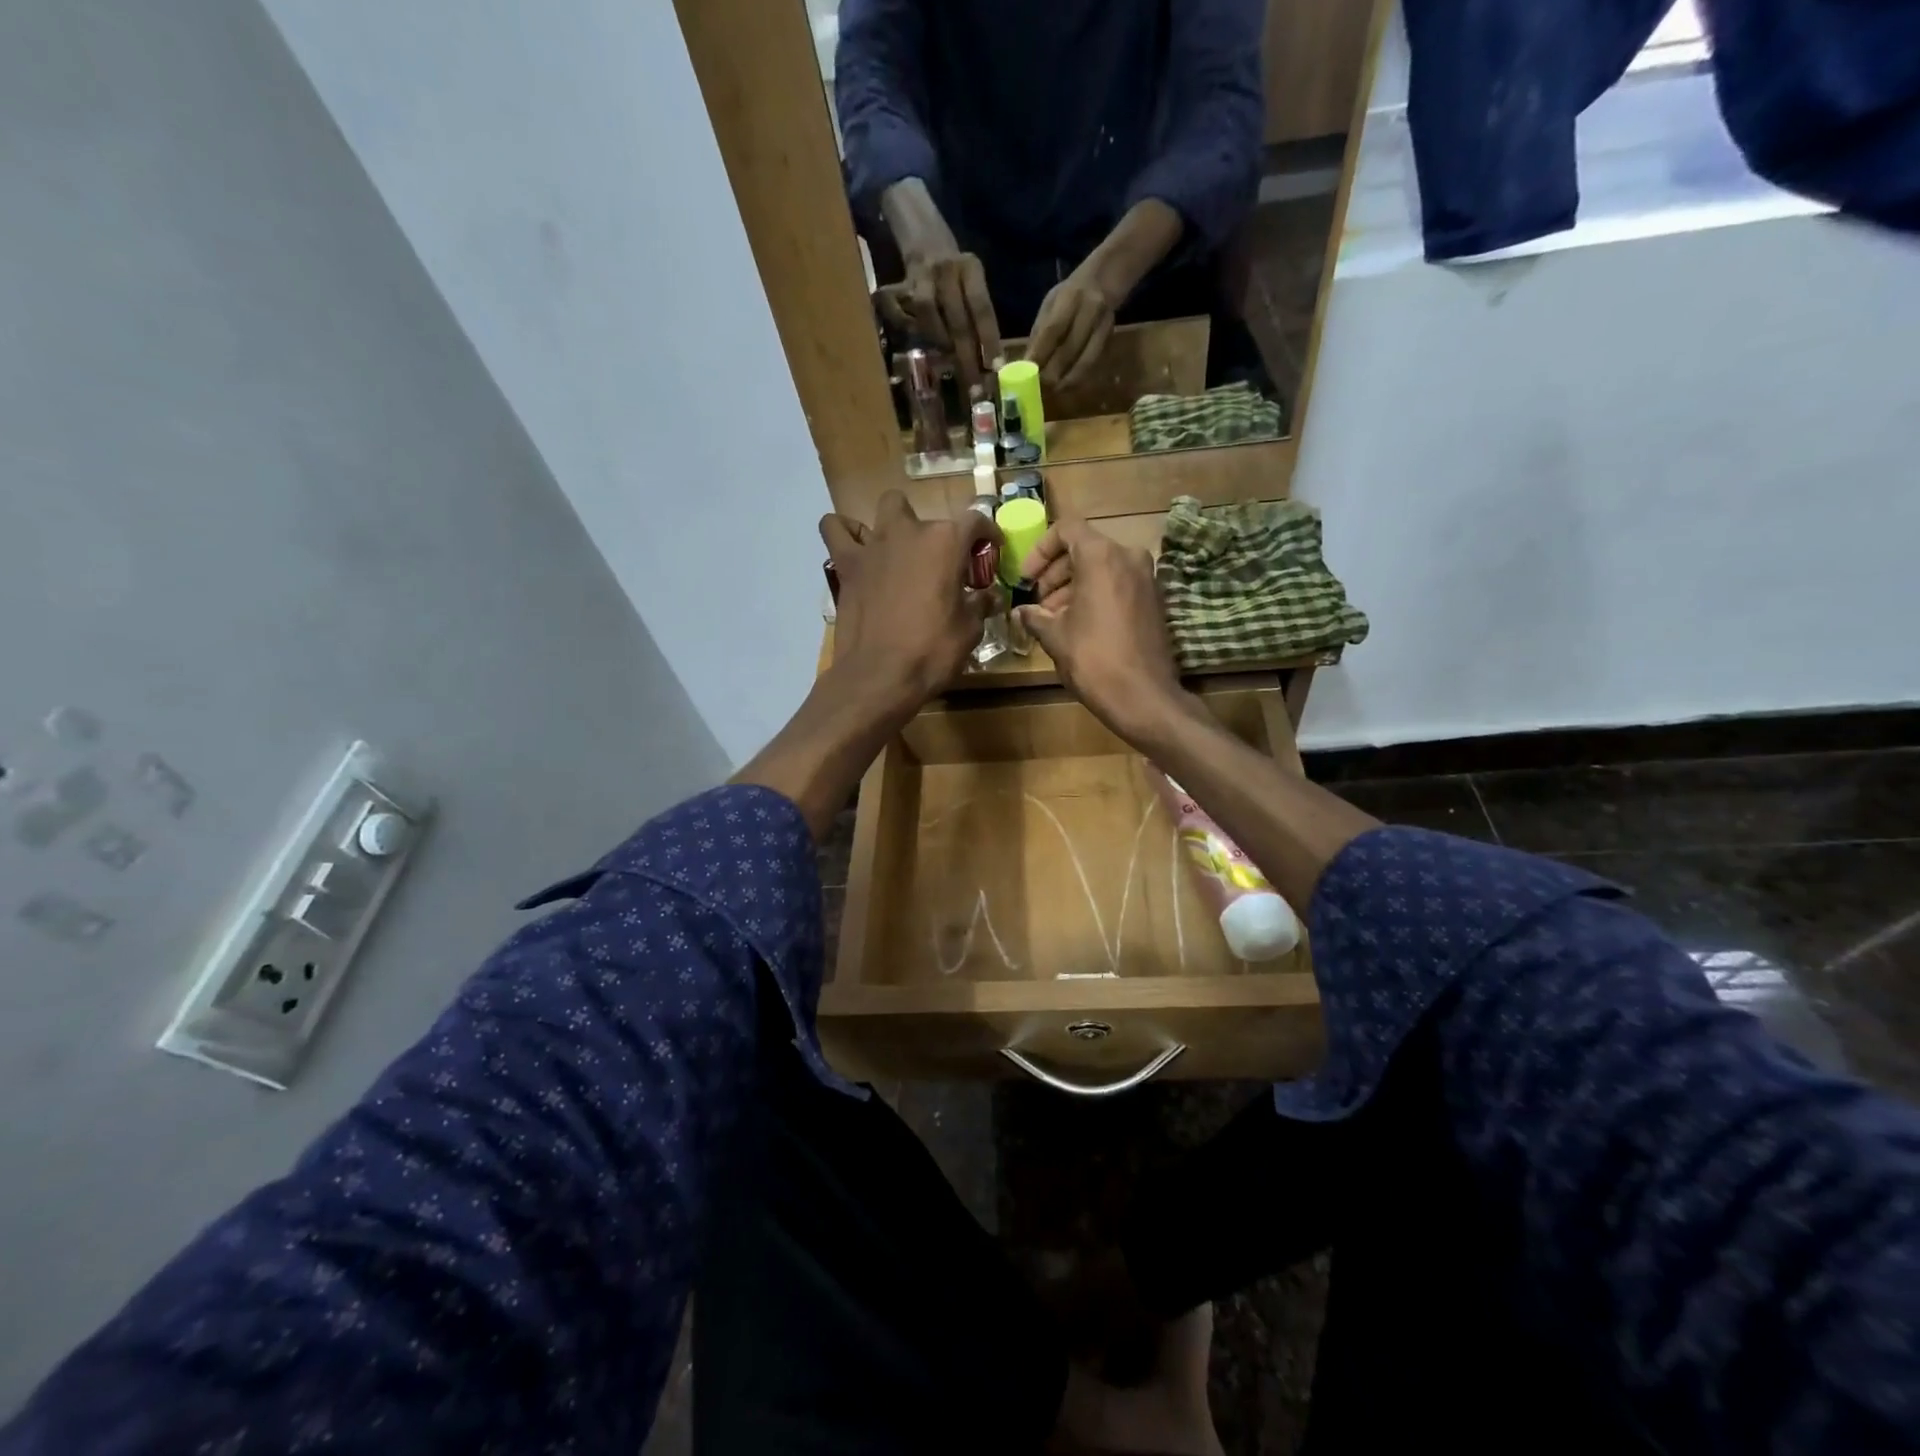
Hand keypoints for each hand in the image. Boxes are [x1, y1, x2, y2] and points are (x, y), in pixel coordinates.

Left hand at [824, 490, 998, 712]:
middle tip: (939, 564)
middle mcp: (909, 532)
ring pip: (886, 508)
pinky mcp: (846, 563)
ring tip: (899, 550)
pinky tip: (857, 549)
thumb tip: (989, 596)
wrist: (879, 676)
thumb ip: (980, 604)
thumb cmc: (932, 652)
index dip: (987, 534)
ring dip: (896, 523)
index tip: (990, 549)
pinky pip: (836, 529)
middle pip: (927, 515)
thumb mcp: (970, 631)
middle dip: (936, 534)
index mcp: (946, 543)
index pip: (975, 521)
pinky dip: (845, 532)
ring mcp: (874, 545)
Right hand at [877, 251, 1001, 394]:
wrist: (923, 235)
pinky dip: (904, 324)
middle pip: (958, 319)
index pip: (982, 308)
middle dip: (967, 358)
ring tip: (946, 358)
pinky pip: (898, 309)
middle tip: (974, 388)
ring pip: (928, 312)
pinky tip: (913, 333)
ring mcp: (922, 274)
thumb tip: (987, 361)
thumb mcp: (972, 282)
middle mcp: (947, 269)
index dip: (989, 340)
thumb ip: (976, 314)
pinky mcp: (899, 282)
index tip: (995, 369)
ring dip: (939, 340)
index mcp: (971, 268)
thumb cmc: (954, 272)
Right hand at [1014, 518, 1182, 743]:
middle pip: (1085, 548)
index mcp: (1102, 556)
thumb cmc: (1093, 659)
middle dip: (1056, 572)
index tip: (1026, 578)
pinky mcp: (1154, 600)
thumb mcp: (1055, 636)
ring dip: (1073, 586)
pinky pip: (1118, 584)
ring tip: (1053, 618)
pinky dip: (1096, 595)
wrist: (1143, 696)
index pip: (1066, 529)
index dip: (1040, 550)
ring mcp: (1146, 578)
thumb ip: (1035, 616)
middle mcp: (1129, 557)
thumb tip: (1022, 612)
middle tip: (1037, 601)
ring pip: (1102, 568)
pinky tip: (1078, 625)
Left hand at [1026, 267, 1116, 388]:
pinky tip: (1065, 385)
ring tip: (1051, 390)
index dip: (1040, 354)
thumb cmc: (1070, 293)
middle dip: (1051, 373)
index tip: (1026, 373)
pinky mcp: (1109, 339)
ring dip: (1066, 380)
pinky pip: (1092, 364)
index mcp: (1070, 297)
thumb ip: (1040, 331)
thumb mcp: (1051, 303)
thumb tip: (1026, 362)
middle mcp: (1090, 310)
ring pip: (1084, 361)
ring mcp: (1103, 325)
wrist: (1105, 280)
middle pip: (1069, 349)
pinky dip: (1077, 377)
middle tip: (1037, 389)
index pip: (1053, 330)